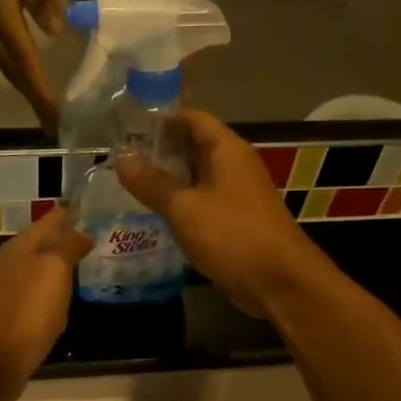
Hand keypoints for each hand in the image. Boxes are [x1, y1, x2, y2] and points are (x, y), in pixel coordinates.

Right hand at [0, 0, 66, 130]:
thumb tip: (57, 28)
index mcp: (5, 24)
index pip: (28, 65)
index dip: (42, 92)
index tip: (56, 115)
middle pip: (19, 78)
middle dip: (37, 104)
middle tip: (56, 127)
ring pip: (12, 75)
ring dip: (29, 96)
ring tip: (47, 115)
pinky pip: (8, 66)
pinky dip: (23, 82)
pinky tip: (32, 86)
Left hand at [0, 208, 92, 400]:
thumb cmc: (24, 310)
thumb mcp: (52, 269)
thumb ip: (67, 246)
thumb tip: (82, 231)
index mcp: (21, 247)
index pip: (51, 219)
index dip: (74, 213)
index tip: (100, 210)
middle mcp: (12, 266)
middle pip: (45, 246)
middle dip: (70, 241)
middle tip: (102, 240)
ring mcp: (10, 295)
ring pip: (42, 274)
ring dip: (62, 271)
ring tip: (91, 269)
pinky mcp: (13, 323)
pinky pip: (39, 303)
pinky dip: (54, 300)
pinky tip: (67, 308)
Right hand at [115, 109, 325, 317]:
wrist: (279, 282)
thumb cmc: (232, 235)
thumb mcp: (185, 208)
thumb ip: (152, 183)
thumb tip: (122, 158)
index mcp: (227, 150)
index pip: (193, 118)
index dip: (163, 118)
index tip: (129, 126)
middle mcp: (234, 165)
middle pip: (194, 145)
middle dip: (160, 149)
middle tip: (121, 157)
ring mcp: (237, 194)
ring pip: (197, 176)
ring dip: (168, 178)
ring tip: (130, 182)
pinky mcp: (235, 220)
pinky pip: (203, 201)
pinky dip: (181, 202)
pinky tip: (155, 212)